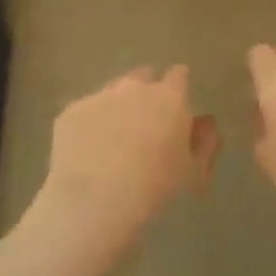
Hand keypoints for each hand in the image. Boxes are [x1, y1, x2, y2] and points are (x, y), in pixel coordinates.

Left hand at [24, 66, 217, 272]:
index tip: (177, 105)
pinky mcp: (71, 111)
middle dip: (146, 92)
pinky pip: (85, 112)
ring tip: (114, 141)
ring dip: (117, 107)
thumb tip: (205, 123)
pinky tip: (89, 153)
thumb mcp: (194, 172)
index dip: (178, 87)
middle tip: (145, 124)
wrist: (96, 201)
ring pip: (112, 92)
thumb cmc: (156, 188)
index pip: (179, 75)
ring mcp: (99, 96)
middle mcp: (133, 87)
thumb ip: (205, 142)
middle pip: (143, 77)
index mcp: (169, 97)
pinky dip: (90, 125)